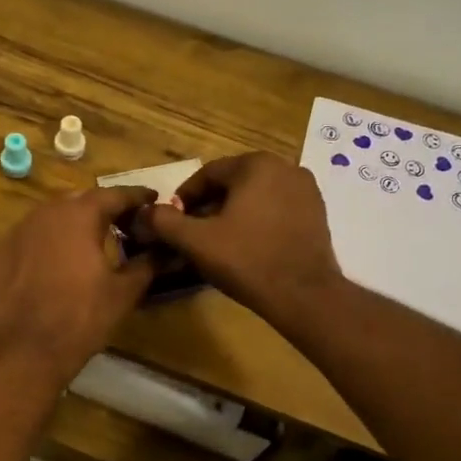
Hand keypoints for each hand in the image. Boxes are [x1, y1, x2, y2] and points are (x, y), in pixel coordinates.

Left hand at [0, 186, 155, 381]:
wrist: (27, 348)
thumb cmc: (82, 316)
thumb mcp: (124, 290)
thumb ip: (147, 263)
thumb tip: (164, 250)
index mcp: (80, 214)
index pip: (115, 194)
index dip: (137, 197)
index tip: (153, 199)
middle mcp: (47, 211)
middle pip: (83, 199)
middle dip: (106, 207)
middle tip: (127, 221)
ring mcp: (21, 229)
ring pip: (56, 214)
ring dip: (78, 221)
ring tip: (97, 237)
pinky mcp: (5, 250)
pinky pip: (36, 233)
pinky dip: (54, 237)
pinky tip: (64, 256)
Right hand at [133, 153, 343, 326]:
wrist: (304, 295)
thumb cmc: (247, 261)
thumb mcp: (196, 241)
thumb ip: (164, 221)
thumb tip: (143, 212)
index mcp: (256, 164)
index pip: (207, 174)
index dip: (184, 198)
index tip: (172, 222)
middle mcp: (285, 167)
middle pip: (233, 183)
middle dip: (209, 206)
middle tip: (193, 234)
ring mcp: (306, 190)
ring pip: (255, 196)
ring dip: (232, 214)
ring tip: (218, 243)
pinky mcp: (317, 213)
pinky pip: (276, 209)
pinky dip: (257, 221)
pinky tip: (247, 247)